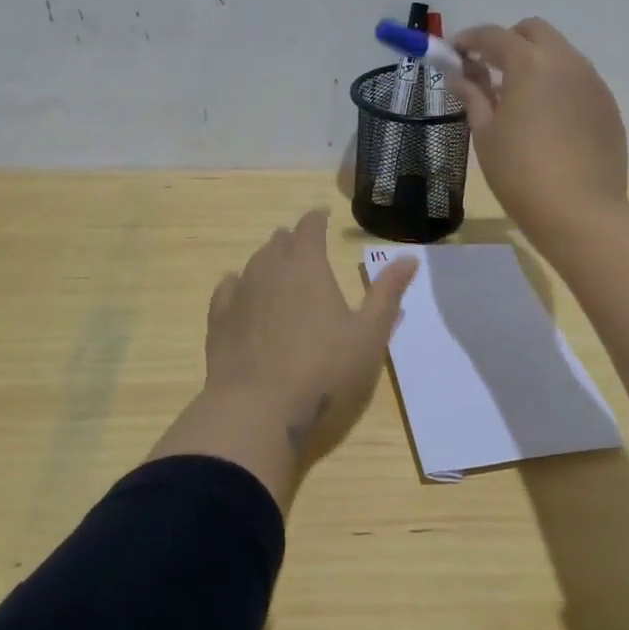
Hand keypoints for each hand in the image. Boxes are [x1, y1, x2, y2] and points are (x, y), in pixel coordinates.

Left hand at [152, 209, 417, 505]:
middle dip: (294, 240)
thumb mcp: (369, 335)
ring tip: (279, 268)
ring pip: (254, 263)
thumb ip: (387, 294)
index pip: (310, 227)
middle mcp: (269, 269)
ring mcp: (240, 294)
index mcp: (307, 266)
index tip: (323, 217)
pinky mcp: (218, 320)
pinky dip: (239, 284)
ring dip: (269, 260)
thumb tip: (410, 258)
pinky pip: (228, 289)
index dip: (317, 219)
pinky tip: (241, 292)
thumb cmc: (323, 372)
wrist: (257, 412)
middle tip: (305, 247)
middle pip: (280, 242)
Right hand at [452, 17, 627, 244]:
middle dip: (508, 41)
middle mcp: (566, 62)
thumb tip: (462, 76)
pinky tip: (547, 118)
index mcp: (530, 64)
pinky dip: (557, 85)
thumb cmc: (520, 172)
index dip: (470, 39)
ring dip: (535, 61)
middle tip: (488, 68)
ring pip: (560, 54)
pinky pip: (578, 80)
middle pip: (534, 31)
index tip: (455, 51)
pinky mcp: (608, 106)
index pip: (494, 36)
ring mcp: (592, 83)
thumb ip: (474, 96)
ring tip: (518, 96)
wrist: (580, 212)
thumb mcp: (486, 134)